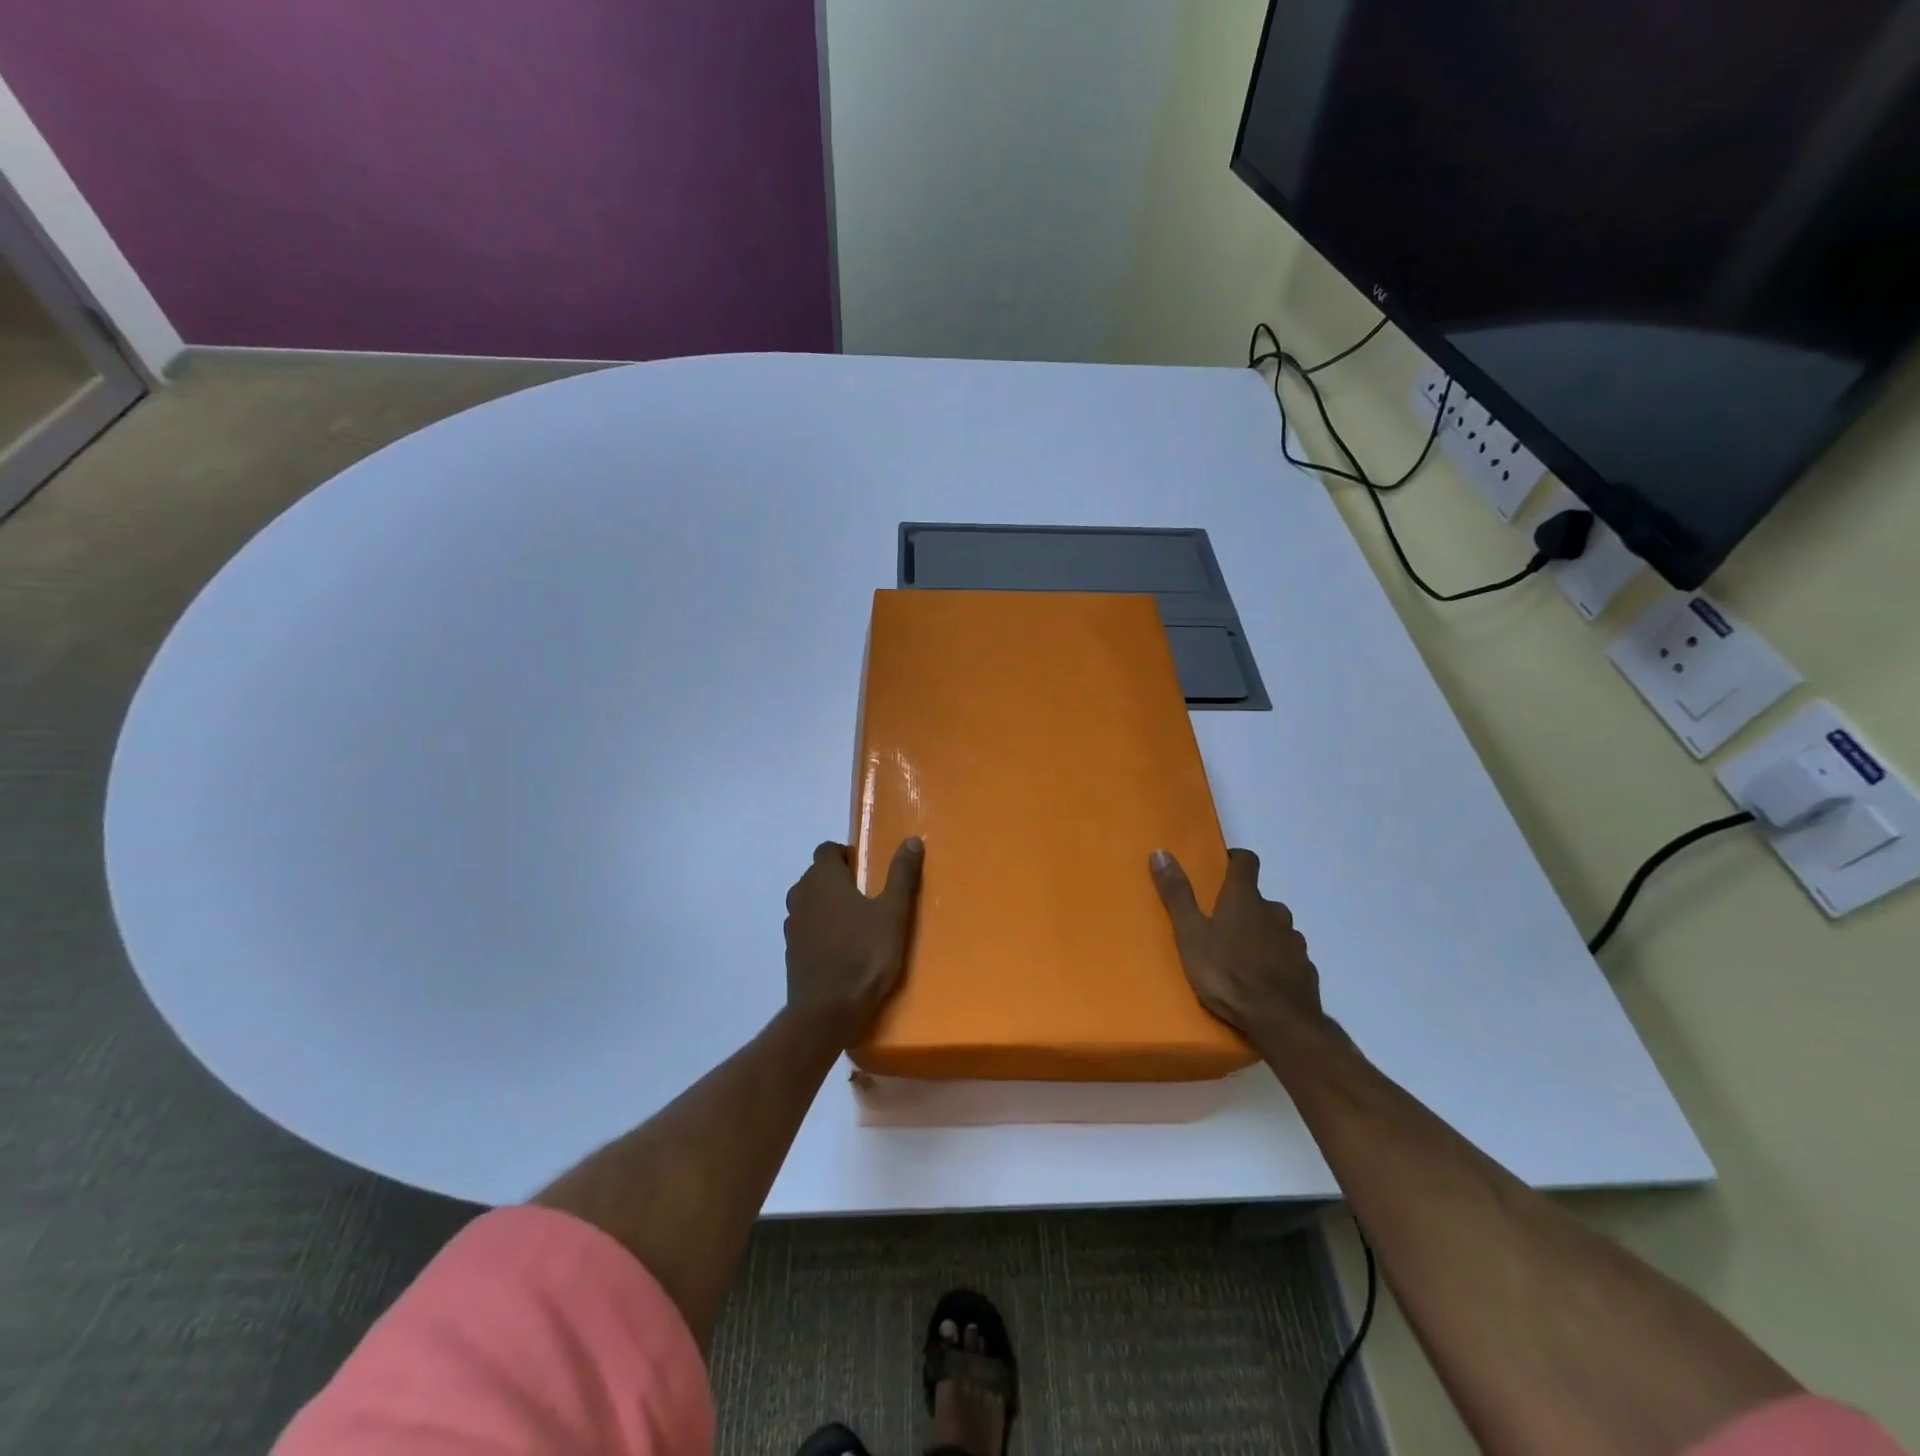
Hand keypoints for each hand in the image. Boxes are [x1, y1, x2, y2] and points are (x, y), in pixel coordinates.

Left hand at [784, 837, 923, 1038]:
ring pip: (809, 901)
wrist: (828, 1010)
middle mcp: (801, 895)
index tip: (866, 871)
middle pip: (816, 874)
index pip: (827, 849)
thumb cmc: (865, 954)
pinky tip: (841, 948)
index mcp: (823, 878)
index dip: (846, 855)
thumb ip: (901, 875)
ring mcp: (792, 924)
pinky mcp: (791, 951)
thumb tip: (911, 840)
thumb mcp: (893, 912)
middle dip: (838, 879)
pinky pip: (806, 928)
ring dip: (827, 904)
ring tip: (855, 922)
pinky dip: (820, 929)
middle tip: (867, 897)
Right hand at [1149, 847, 1324, 1041]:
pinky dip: (1276, 960)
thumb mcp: (1191, 935)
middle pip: (1260, 899)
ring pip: (1276, 928)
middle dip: (1243, 907)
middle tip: (1222, 926)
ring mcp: (1294, 941)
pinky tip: (1262, 980)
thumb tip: (1161, 852)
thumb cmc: (1227, 974)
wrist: (1281, 1022)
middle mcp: (1274, 912)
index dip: (1235, 860)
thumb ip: (1177, 895)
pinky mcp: (1306, 968)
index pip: (1246, 861)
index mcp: (1244, 899)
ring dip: (1261, 934)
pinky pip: (1288, 955)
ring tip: (1241, 957)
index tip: (1223, 867)